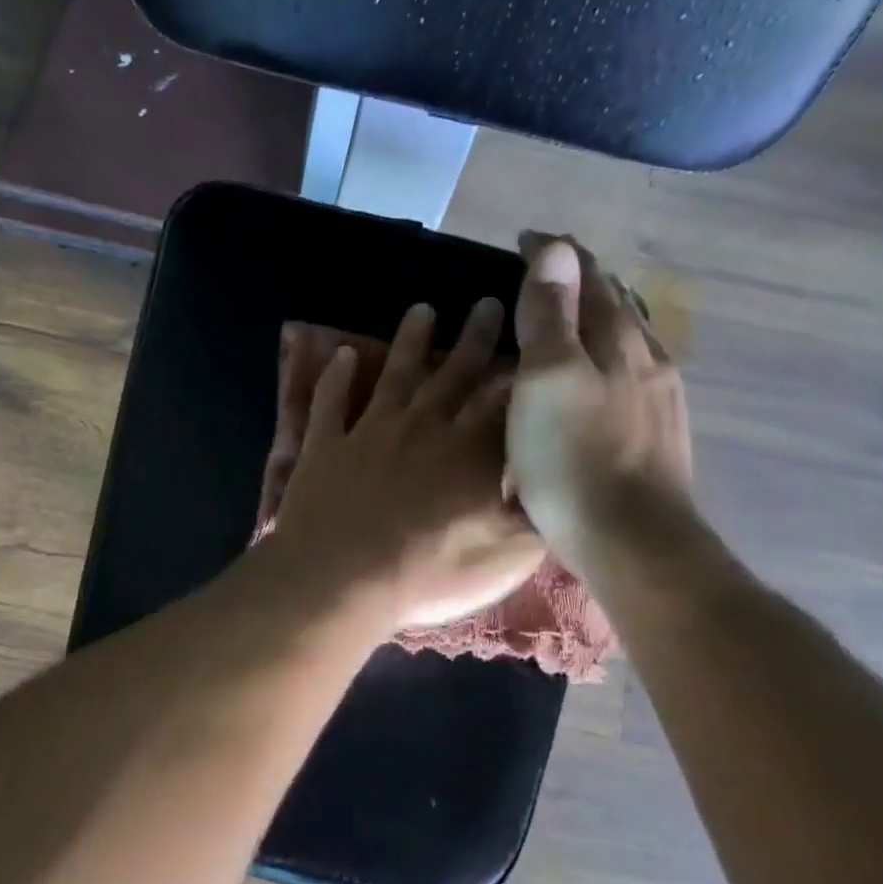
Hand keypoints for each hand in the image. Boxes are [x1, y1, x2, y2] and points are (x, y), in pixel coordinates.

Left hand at [269, 299, 543, 631]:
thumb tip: (556, 484)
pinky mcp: (325, 446)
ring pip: (395, 374)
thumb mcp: (504, 557)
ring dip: (409, 341)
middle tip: (488, 303)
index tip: (533, 337)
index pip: (504, 400)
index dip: (520, 369)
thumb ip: (533, 515)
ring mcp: (370, 432)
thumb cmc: (428, 574)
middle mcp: (423, 428)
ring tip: (422, 310)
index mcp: (470, 452)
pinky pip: (330, 402)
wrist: (340, 580)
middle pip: (454, 374)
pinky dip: (335, 376)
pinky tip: (340, 354)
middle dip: (475, 337)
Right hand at [506, 237, 693, 583]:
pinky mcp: (658, 433)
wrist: (631, 541)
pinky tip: (602, 376)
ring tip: (573, 315)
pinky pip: (633, 373)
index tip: (523, 240)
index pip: (589, 276)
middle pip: (616, 302)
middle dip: (582, 279)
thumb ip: (550, 314)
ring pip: (630, 338)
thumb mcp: (547, 379)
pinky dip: (609, 356)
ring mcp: (659, 398)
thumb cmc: (573, 458)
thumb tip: (556, 247)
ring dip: (601, 316)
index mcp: (618, 339)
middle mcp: (648, 358)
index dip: (556, 254)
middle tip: (544, 272)